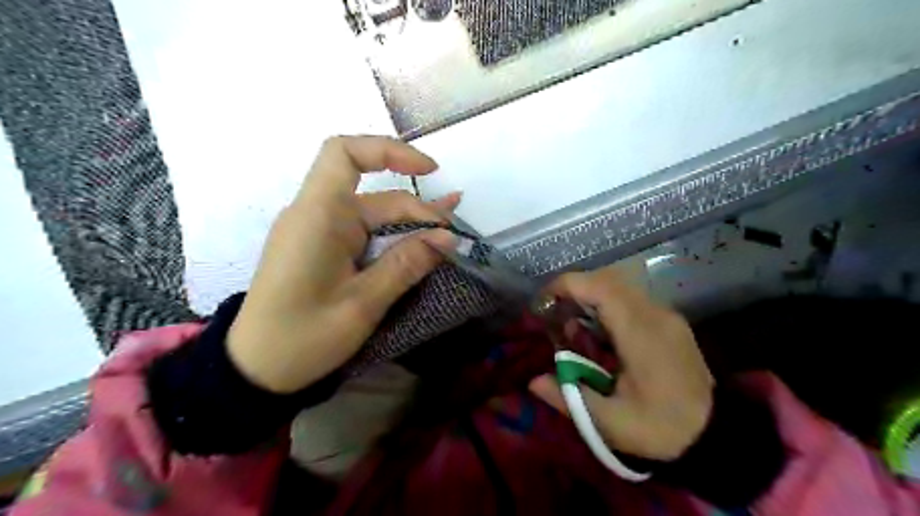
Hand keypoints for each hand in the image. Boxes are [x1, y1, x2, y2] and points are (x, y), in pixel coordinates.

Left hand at [228, 134, 456, 392]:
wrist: (256, 369)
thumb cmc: (302, 338)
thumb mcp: (362, 303)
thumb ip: (405, 265)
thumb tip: (447, 238)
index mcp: (318, 217)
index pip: (346, 154)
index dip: (389, 151)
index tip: (430, 171)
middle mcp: (317, 215)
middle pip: (375, 196)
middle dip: (417, 210)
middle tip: (452, 236)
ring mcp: (320, 233)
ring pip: (373, 215)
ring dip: (410, 223)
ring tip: (448, 231)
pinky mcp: (324, 250)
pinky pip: (364, 233)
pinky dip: (394, 237)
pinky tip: (420, 243)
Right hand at [529, 265, 713, 458]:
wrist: (718, 435)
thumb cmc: (661, 428)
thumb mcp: (611, 422)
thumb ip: (569, 398)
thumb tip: (533, 381)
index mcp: (640, 334)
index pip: (601, 288)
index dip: (567, 285)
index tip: (543, 301)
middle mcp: (655, 314)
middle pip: (608, 280)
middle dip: (575, 289)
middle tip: (554, 313)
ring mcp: (666, 315)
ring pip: (620, 287)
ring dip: (591, 297)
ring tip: (574, 327)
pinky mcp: (670, 322)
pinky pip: (632, 300)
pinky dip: (607, 306)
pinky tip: (600, 335)